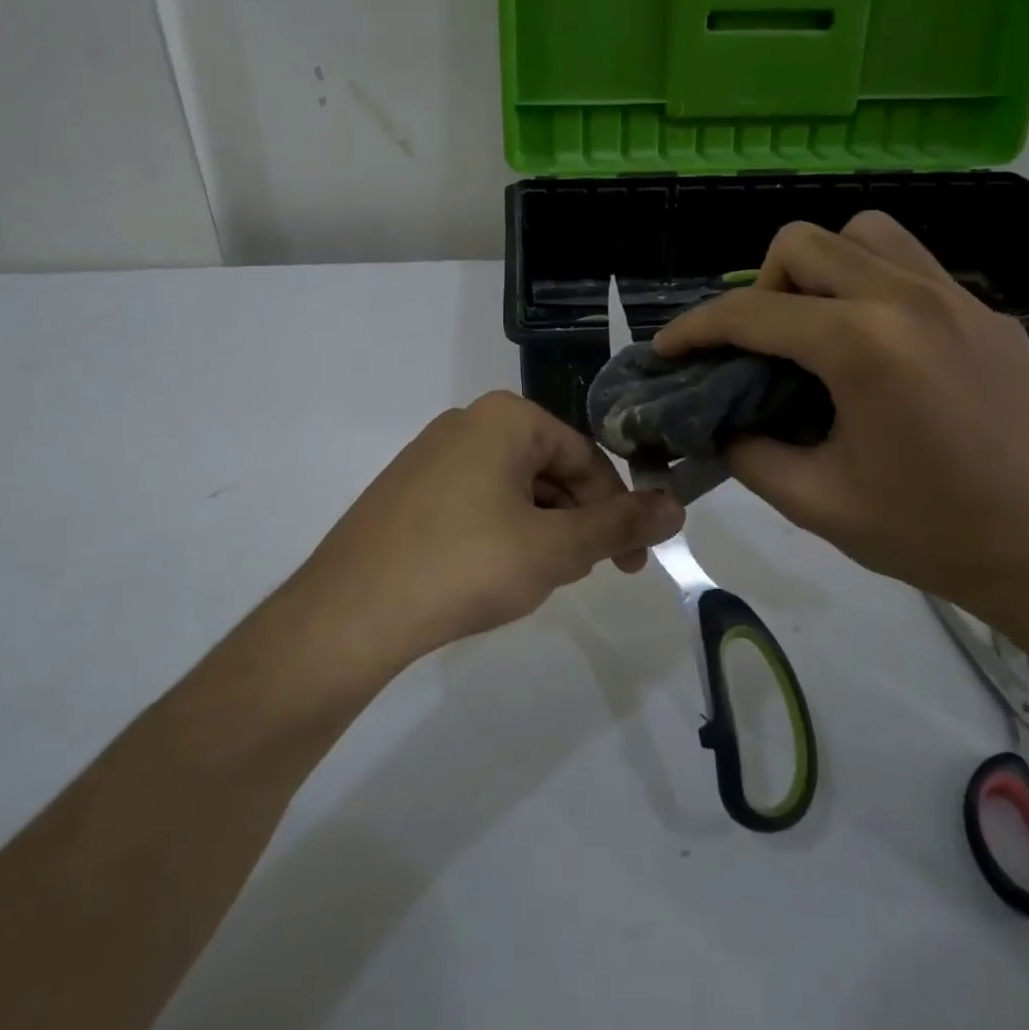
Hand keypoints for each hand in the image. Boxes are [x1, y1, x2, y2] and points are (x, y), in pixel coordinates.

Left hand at [292, 391, 683, 669]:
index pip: (586, 457)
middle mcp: (467, 422)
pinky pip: (475, 502)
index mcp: (506, 418)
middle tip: (581, 574)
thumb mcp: (556, 548)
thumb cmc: (467, 565)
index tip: (631, 561)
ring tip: (534, 580)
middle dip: (575, 522)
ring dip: (540, 531)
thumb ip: (620, 525)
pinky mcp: (407, 490)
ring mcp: (430, 455)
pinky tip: (491, 575)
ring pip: (513, 489)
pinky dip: (500, 534)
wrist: (351, 611)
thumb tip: (677, 506)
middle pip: (549, 470)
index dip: (616, 510)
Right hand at [654, 213, 1028, 627]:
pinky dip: (869, 284)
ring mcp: (957, 298)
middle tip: (758, 346)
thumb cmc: (930, 533)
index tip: (668, 349)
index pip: (753, 313)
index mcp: (863, 346)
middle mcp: (908, 299)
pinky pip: (910, 264)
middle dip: (759, 288)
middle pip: (802, 244)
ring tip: (816, 328)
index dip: (696, 329)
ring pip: (862, 235)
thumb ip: (748, 452)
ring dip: (820, 269)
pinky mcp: (987, 312)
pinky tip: (873, 346)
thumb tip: (719, 422)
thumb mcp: (815, 502)